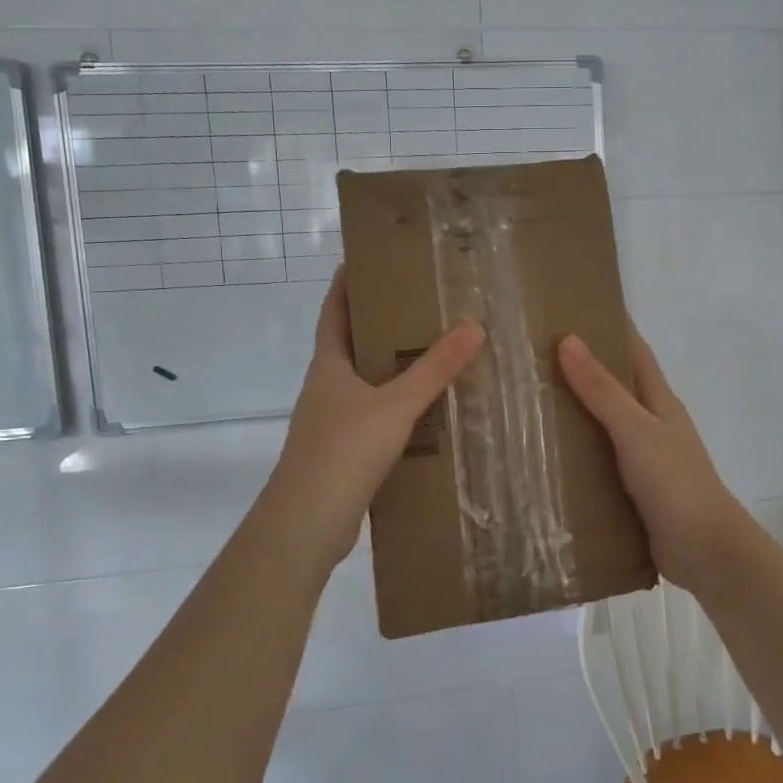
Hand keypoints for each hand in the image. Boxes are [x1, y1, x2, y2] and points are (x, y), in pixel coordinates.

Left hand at [257, 270, 484, 569]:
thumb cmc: (345, 451)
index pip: (333, 311)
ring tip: (429, 353)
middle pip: (349, 344)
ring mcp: (331, 422)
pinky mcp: (342, 453)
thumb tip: (474, 326)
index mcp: (328, 366)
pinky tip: (424, 413)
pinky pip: (372, 417)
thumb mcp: (396, 404)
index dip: (345, 284)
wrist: (309, 522)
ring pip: (362, 383)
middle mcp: (325, 388)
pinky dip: (394, 407)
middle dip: (377, 323)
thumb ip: (434, 369)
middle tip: (417, 303)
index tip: (365, 259)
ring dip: (388, 367)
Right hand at [557, 328, 752, 592]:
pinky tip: (541, 454)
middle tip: (531, 353)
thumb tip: (568, 339)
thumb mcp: (635, 429)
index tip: (573, 306)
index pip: (633, 350)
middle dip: (580, 367)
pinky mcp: (629, 488)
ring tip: (524, 399)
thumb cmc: (674, 481)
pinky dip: (574, 452)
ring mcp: (640, 456)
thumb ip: (602, 390)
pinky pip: (596, 459)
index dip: (610, 325)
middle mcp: (649, 422)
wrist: (704, 549)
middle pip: (613, 385)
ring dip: (572, 411)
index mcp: (657, 400)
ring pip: (601, 423)